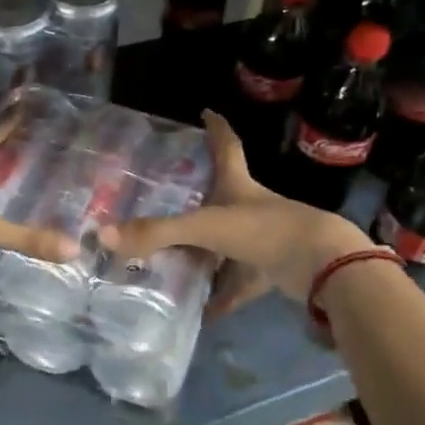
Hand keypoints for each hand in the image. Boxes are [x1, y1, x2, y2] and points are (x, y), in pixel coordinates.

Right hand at [99, 111, 371, 316]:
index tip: (205, 111)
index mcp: (237, 185)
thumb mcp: (205, 227)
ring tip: (171, 259)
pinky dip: (222, 297)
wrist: (321, 265)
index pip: (225, 146)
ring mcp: (262, 240)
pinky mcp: (271, 270)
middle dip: (199, 195)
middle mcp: (249, 208)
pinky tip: (201, 312)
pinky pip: (239, 283)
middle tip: (167, 196)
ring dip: (205, 253)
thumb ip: (157, 233)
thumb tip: (103, 235)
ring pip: (227, 243)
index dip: (215, 127)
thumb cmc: (264, 230)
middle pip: (221, 196)